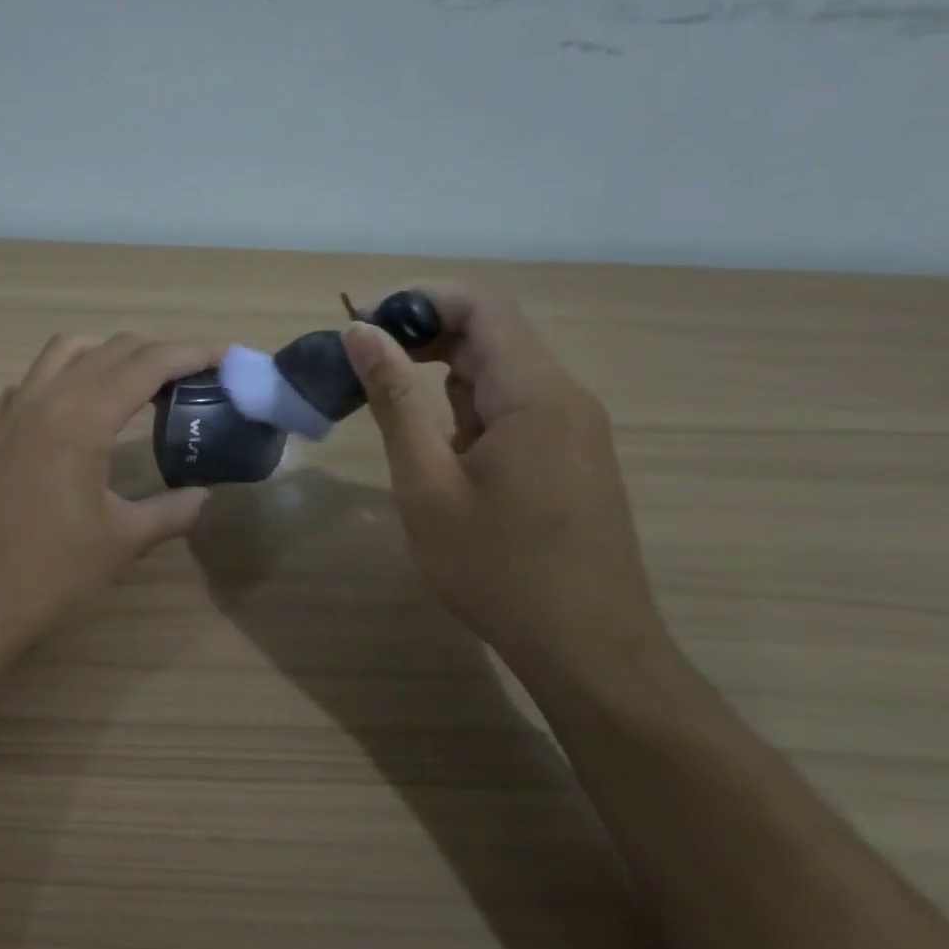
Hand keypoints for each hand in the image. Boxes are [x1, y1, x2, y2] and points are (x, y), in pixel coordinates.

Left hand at [0, 333, 223, 659]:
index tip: (223, 356)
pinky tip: (60, 410)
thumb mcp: (124, 541)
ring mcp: (8, 414)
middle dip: (155, 353)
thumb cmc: (51, 572)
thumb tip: (204, 497)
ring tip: (132, 382)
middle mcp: (44, 399)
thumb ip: (172, 511)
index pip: (146, 364)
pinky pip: (17, 388)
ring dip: (102, 355)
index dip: (190, 353)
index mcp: (83, 417)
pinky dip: (47, 383)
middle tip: (189, 377)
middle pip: (108, 350)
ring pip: (60, 354)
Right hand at [342, 285, 661, 663]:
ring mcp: (575, 428)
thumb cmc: (496, 568)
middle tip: (364, 360)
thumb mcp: (427, 483)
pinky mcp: (572, 456)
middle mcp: (566, 397)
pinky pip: (518, 406)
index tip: (363, 321)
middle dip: (426, 334)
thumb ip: (393, 400)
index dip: (420, 300)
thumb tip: (360, 333)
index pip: (482, 308)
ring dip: (445, 371)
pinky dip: (471, 405)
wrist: (587, 648)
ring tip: (390, 401)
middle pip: (495, 334)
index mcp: (535, 394)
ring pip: (505, 371)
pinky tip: (441, 443)